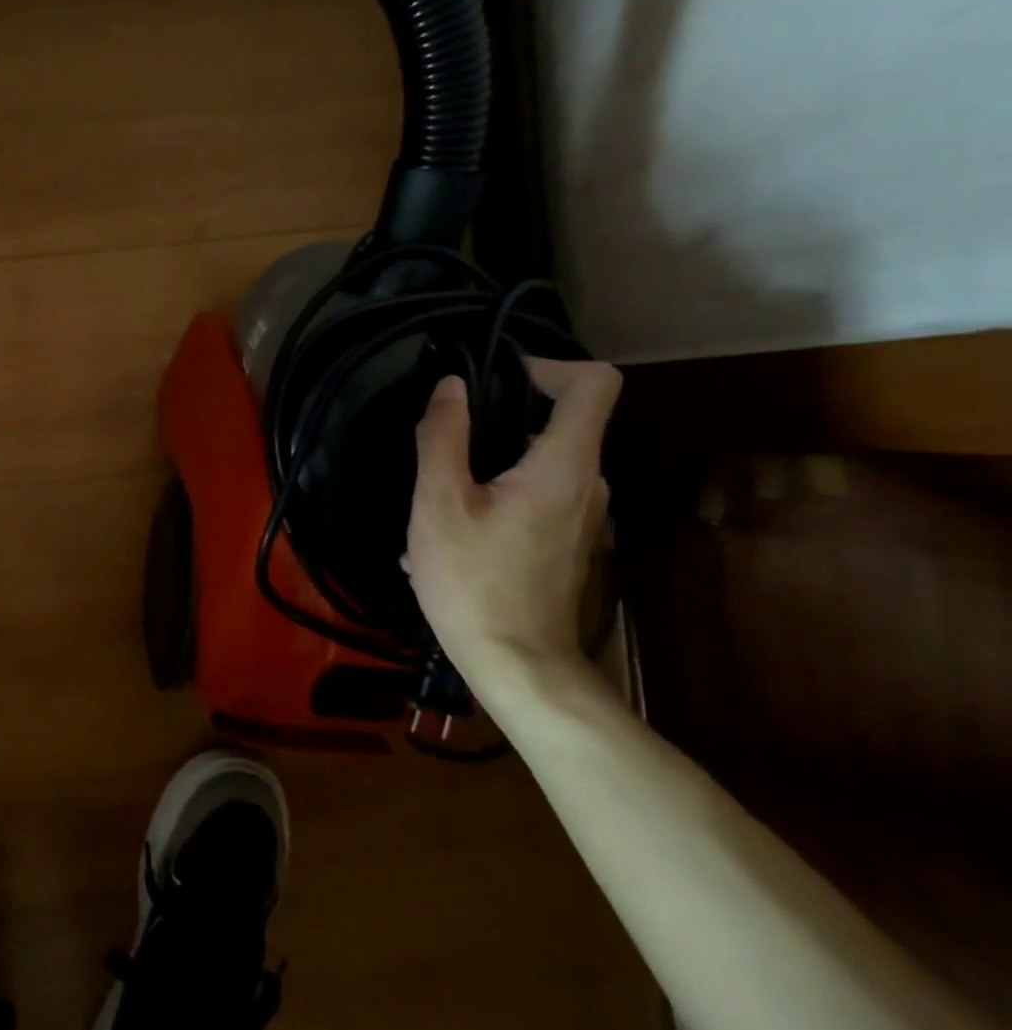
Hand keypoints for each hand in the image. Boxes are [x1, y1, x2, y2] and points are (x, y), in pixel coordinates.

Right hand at [405, 359, 620, 692]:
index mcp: (564, 465)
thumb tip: (450, 386)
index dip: (549, 365)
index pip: (594, 384)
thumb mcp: (439, 504)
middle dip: (502, 418)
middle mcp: (587, 484)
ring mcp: (582, 517)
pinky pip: (534, 497)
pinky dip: (495, 496)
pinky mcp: (566, 543)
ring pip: (540, 463)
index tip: (496, 379)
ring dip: (489, 464)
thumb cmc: (473, 581)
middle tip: (445, 441)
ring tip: (435, 495)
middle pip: (561, 422)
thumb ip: (443, 438)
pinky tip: (449, 533)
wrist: (516, 664)